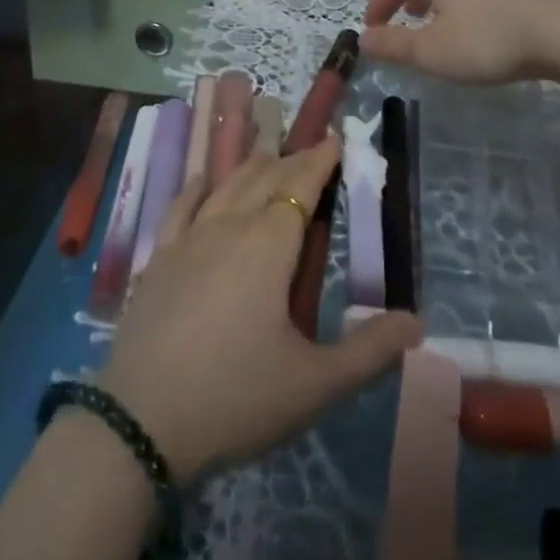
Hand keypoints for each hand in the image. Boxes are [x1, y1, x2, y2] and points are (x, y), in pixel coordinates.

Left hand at [98, 136, 421, 480]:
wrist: (141, 420)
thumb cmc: (236, 398)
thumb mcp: (315, 385)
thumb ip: (370, 351)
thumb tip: (417, 321)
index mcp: (268, 244)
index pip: (300, 186)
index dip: (320, 160)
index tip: (335, 139)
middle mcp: (229, 225)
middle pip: (265, 177)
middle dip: (293, 159)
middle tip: (313, 148)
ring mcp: (188, 237)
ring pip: (226, 184)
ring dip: (252, 165)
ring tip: (269, 153)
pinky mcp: (159, 256)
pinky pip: (182, 204)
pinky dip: (200, 185)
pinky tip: (204, 181)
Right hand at [361, 0, 559, 99]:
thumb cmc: (488, 40)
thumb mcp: (433, 52)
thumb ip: (395, 45)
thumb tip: (364, 40)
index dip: (378, 5)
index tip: (371, 27)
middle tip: (400, 21)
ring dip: (435, 1)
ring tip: (435, 25)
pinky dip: (462, 4)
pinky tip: (475, 25)